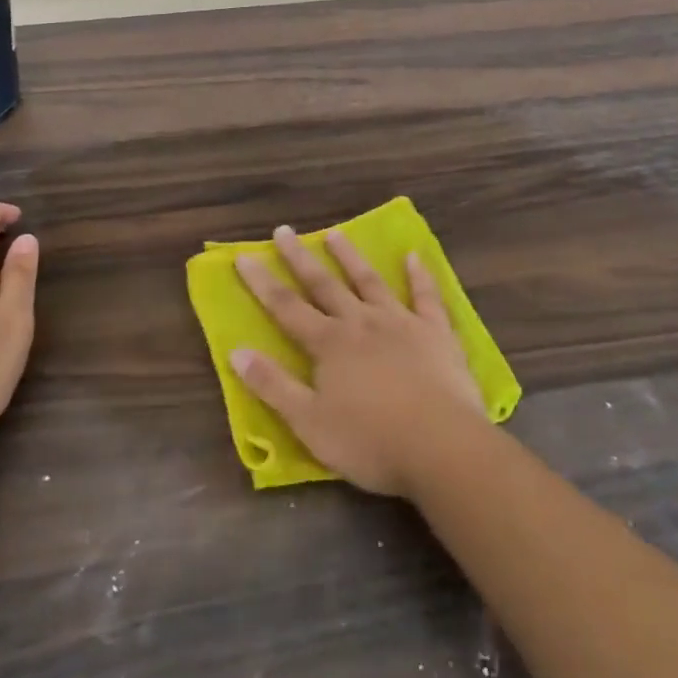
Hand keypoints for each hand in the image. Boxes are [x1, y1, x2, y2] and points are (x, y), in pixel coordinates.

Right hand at [232, 227, 487, 496]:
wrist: (441, 446)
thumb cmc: (370, 441)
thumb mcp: (309, 423)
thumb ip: (272, 386)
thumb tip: (236, 351)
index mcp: (329, 344)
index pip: (286, 308)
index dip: (263, 283)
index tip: (244, 256)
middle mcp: (361, 323)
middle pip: (325, 285)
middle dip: (301, 258)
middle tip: (284, 231)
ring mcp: (401, 323)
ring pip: (369, 281)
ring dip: (350, 257)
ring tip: (335, 233)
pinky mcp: (436, 333)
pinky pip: (426, 296)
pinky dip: (419, 275)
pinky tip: (413, 256)